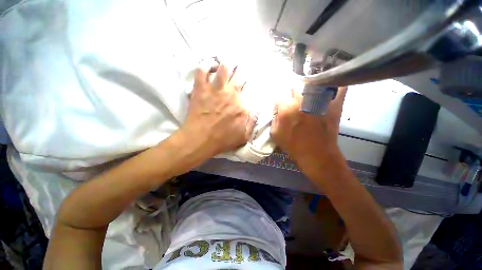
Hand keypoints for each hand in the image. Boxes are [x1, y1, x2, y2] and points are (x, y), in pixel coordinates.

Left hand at [181, 62, 256, 156]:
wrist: (200, 139)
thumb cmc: (222, 140)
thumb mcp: (244, 136)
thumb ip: (253, 121)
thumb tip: (259, 108)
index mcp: (242, 106)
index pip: (250, 90)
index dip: (249, 85)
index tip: (247, 84)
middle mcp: (231, 94)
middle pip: (239, 75)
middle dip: (241, 71)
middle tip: (239, 69)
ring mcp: (216, 89)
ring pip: (224, 68)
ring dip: (227, 64)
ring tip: (227, 64)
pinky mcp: (201, 88)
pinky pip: (202, 70)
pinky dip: (206, 65)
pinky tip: (209, 65)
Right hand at [270, 86, 347, 164]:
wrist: (317, 155)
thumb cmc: (293, 146)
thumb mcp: (275, 134)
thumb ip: (273, 118)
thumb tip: (277, 108)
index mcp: (287, 108)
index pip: (279, 98)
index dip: (280, 104)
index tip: (282, 108)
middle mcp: (302, 100)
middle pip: (295, 87)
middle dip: (292, 94)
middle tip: (294, 102)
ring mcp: (319, 100)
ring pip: (313, 83)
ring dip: (309, 87)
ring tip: (309, 94)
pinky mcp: (334, 104)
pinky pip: (337, 88)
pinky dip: (335, 85)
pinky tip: (331, 86)